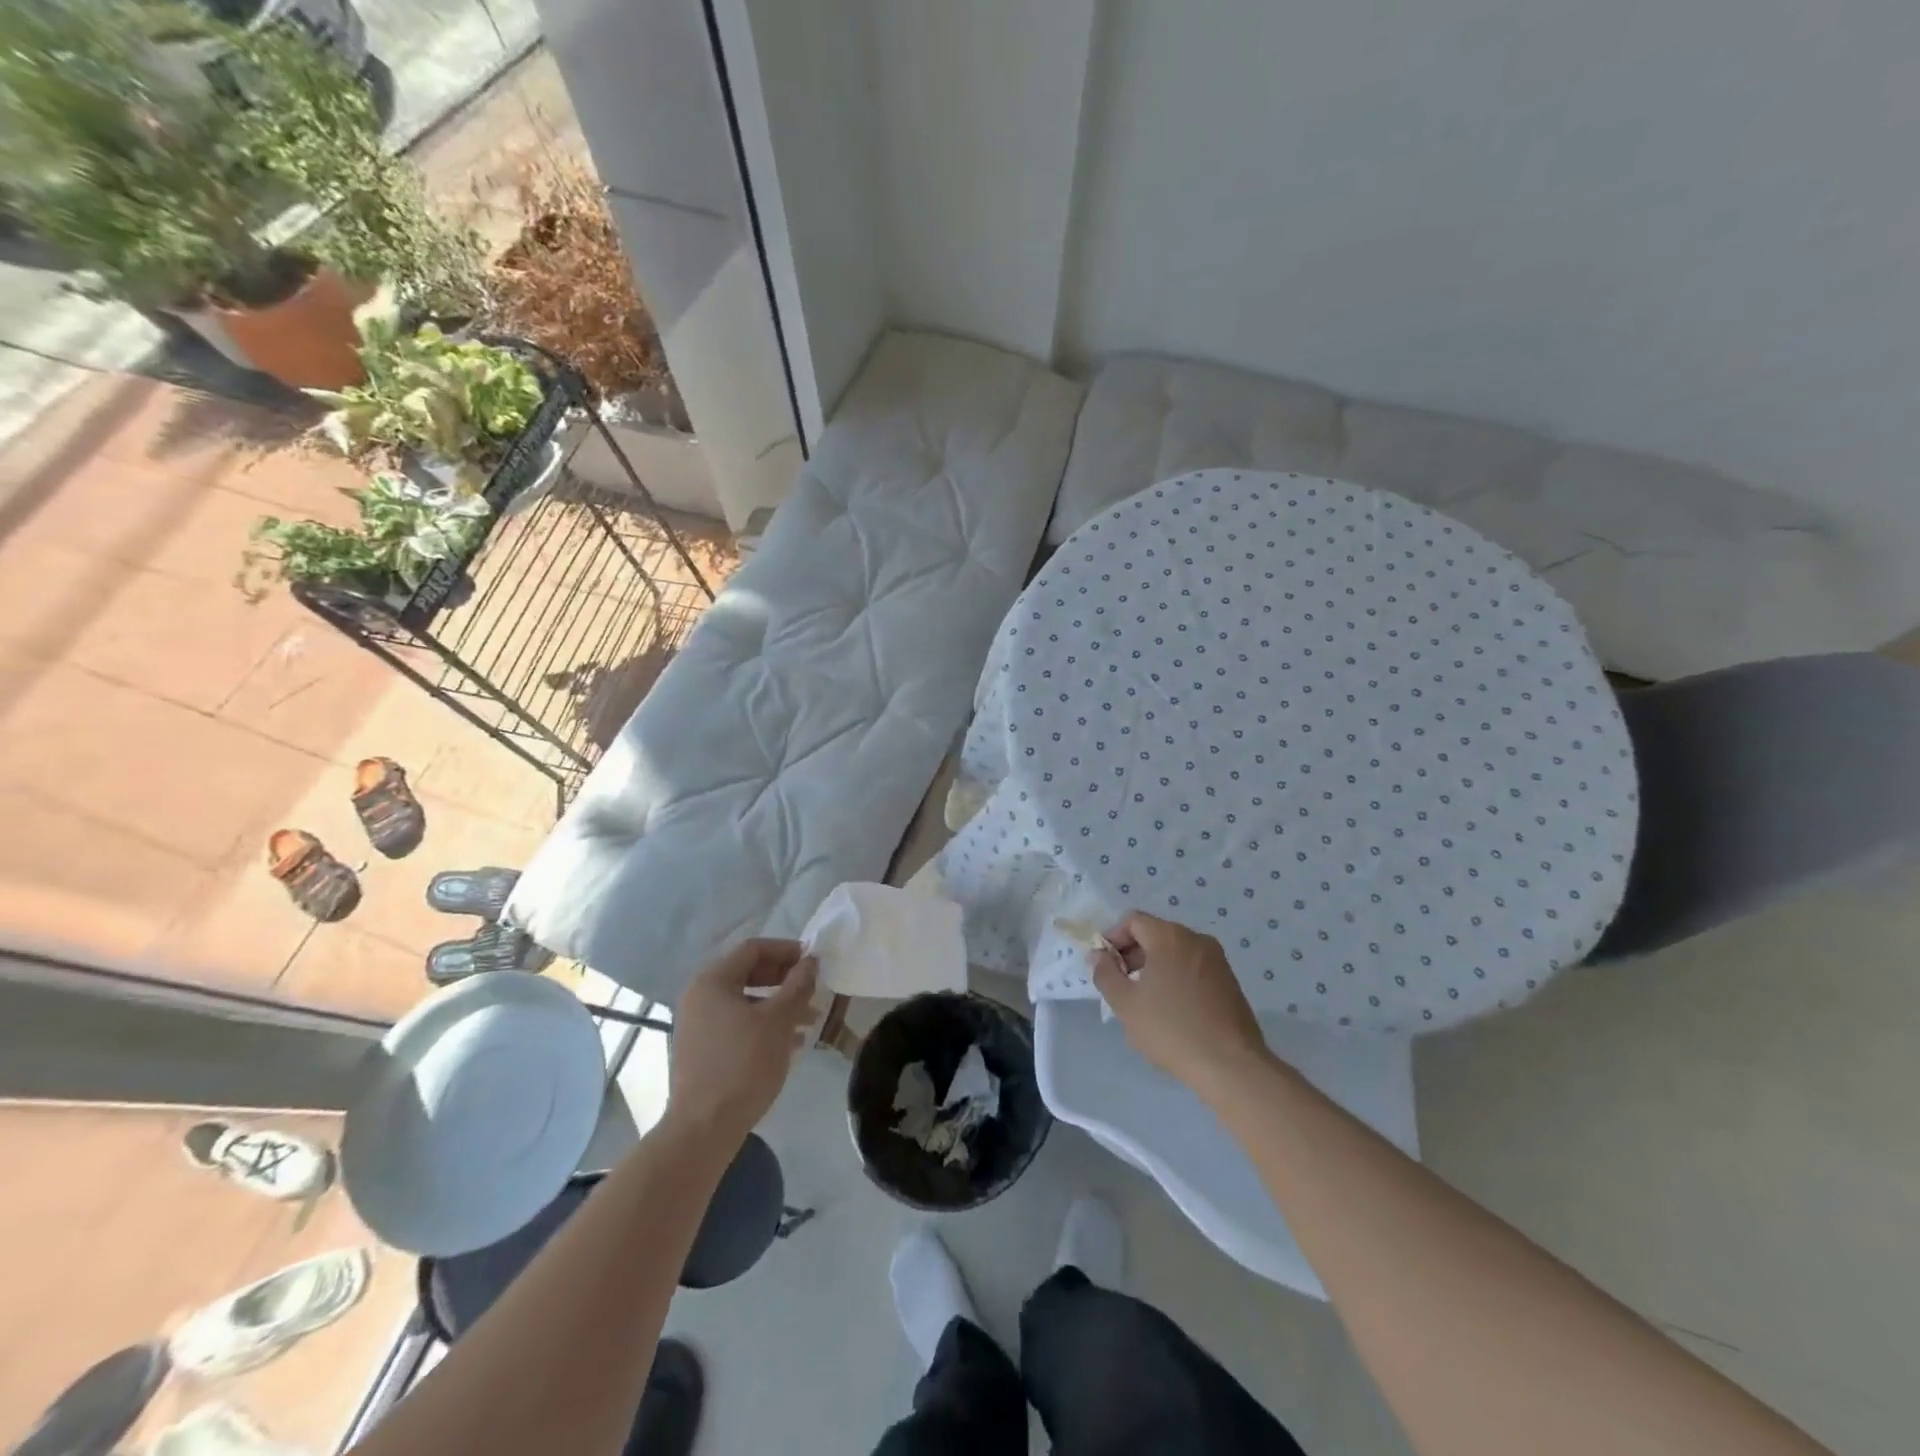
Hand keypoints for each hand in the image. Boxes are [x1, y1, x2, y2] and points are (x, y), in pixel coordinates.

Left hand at [667, 939, 818, 1141]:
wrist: (703, 1130)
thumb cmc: (743, 1065)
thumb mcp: (778, 1021)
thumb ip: (797, 985)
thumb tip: (811, 961)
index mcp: (712, 981)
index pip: (753, 949)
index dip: (786, 950)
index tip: (814, 962)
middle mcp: (699, 997)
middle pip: (748, 973)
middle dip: (784, 979)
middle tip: (812, 989)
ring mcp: (697, 1025)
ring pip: (745, 1001)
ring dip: (778, 1004)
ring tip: (809, 1020)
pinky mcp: (701, 1050)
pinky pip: (737, 1024)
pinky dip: (763, 1025)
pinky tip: (789, 1043)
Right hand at [1091, 912, 1272, 1103]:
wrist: (1231, 1065)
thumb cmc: (1172, 1029)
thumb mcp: (1126, 1004)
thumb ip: (1105, 974)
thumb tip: (1098, 955)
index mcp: (1169, 937)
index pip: (1133, 921)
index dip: (1113, 938)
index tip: (1105, 966)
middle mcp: (1196, 939)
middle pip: (1155, 933)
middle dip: (1132, 953)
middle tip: (1121, 984)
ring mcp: (1216, 959)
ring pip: (1175, 950)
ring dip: (1153, 966)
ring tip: (1144, 999)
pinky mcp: (1229, 980)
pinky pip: (1192, 966)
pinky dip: (1175, 976)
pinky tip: (1171, 1008)